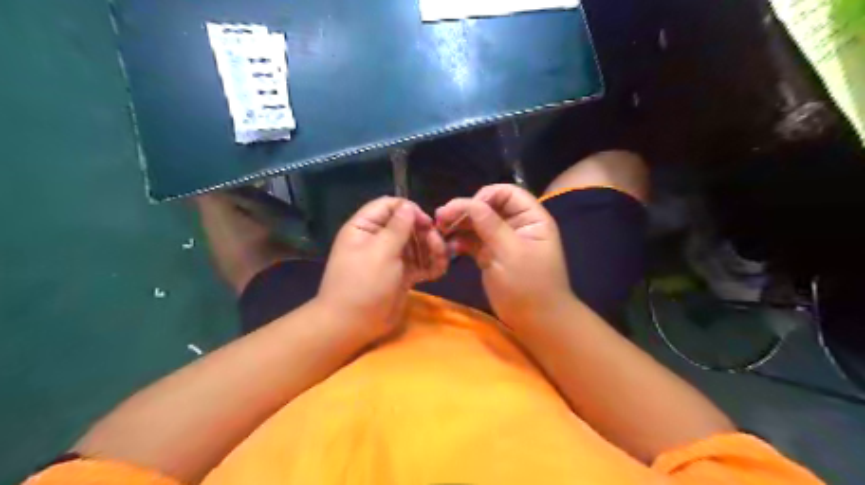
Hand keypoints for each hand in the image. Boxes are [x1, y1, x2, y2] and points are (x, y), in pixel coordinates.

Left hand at [316, 195, 444, 343]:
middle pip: (407, 225)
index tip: (427, 223)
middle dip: (425, 233)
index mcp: (365, 227)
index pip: (389, 206)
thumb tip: (409, 207)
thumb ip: (397, 227)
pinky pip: (419, 264)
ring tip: (442, 261)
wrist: (352, 325)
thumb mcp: (380, 252)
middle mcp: (378, 239)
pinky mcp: (401, 275)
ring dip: (432, 250)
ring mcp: (390, 258)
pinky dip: (431, 265)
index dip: (409, 210)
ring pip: (417, 245)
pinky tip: (440, 271)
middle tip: (439, 246)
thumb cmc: (363, 284)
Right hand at [436, 183, 572, 329]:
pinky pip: (473, 241)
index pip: (507, 193)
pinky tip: (449, 248)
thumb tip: (468, 203)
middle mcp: (516, 225)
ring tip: (439, 231)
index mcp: (531, 218)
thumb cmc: (529, 286)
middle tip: (441, 219)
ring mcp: (502, 240)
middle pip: (488, 206)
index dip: (485, 196)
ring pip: (477, 224)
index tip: (466, 210)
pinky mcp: (491, 255)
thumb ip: (490, 225)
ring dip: (458, 226)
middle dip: (465, 210)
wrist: (535, 322)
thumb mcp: (510, 252)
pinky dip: (460, 242)